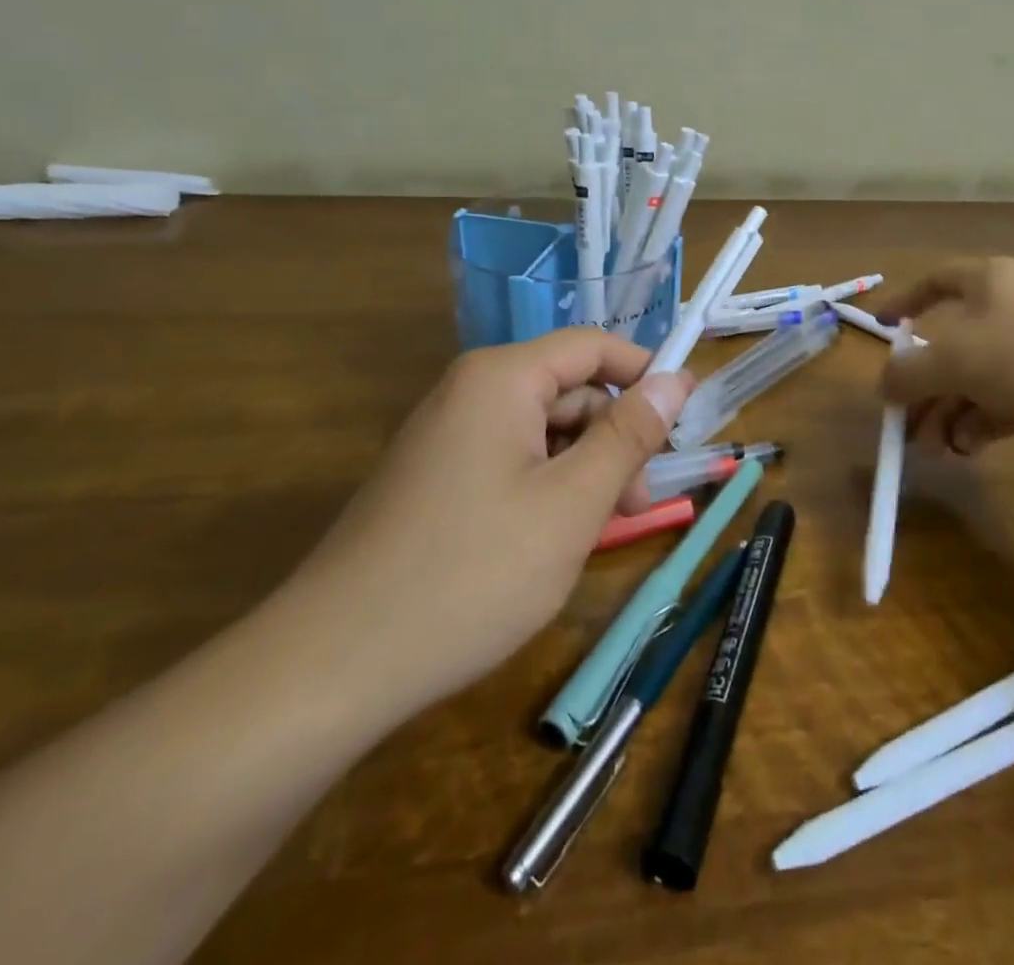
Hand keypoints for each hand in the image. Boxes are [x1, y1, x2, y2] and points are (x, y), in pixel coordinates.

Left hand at [278, 330, 693, 718]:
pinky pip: (510, 462)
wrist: (331, 667)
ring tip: (597, 531)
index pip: (593, 347)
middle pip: (568, 391)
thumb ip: (630, 434)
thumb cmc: (472, 574)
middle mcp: (470, 392)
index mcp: (502, 379)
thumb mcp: (573, 502)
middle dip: (613, 438)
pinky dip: (545, 489)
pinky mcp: (434, 478)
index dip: (645, 376)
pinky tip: (550, 541)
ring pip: (542, 432)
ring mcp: (447, 437)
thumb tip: (677, 378)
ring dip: (583, 470)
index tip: (682, 425)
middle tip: (639, 503)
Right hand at [878, 256, 1013, 471]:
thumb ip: (910, 372)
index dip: (906, 301)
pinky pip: (1005, 403)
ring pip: (978, 380)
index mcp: (990, 282)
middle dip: (924, 385)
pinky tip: (968, 449)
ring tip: (933, 448)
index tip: (882, 328)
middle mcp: (1013, 309)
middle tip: (903, 422)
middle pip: (953, 344)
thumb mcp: (956, 359)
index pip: (937, 281)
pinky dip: (981, 424)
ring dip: (948, 412)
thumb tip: (885, 384)